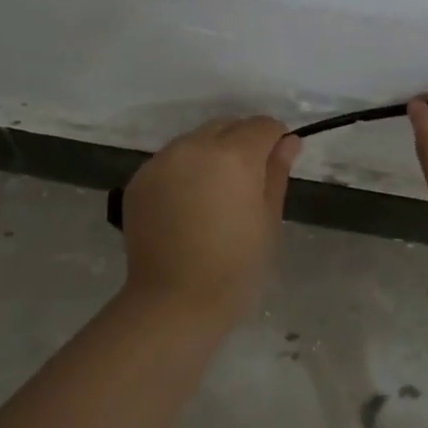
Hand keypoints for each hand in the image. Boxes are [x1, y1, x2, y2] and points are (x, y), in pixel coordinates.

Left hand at [120, 117, 299, 327]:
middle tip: (246, 185)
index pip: (262, 125)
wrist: (173, 302)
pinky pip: (169, 162)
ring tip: (213, 196)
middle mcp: (193, 147)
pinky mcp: (139, 180)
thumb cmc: (235, 268)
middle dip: (241, 143)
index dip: (274, 141)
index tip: (275, 166)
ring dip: (210, 155)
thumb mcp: (268, 221)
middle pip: (226, 126)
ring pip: (194, 141)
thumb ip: (276, 174)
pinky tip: (186, 207)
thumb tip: (288, 142)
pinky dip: (183, 172)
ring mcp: (161, 161)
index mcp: (233, 155)